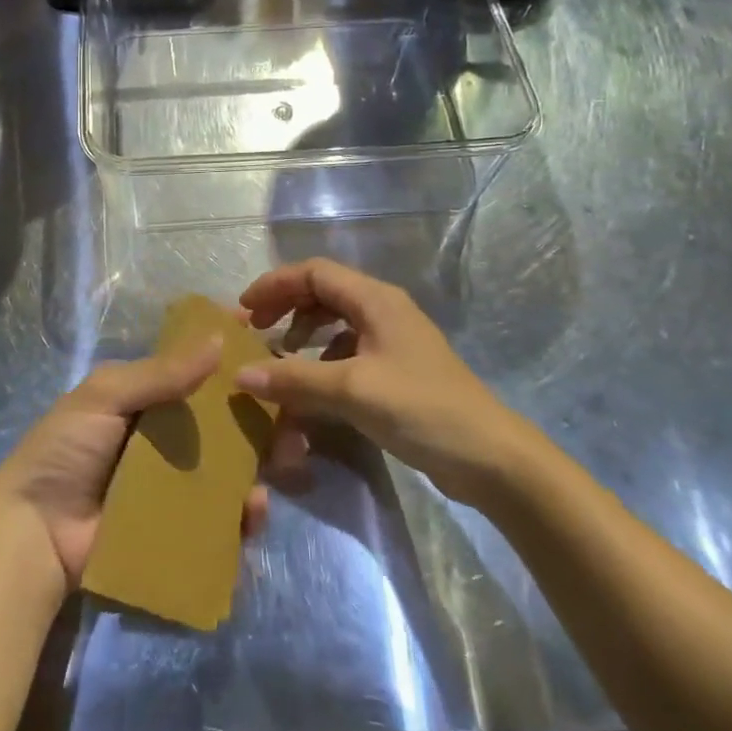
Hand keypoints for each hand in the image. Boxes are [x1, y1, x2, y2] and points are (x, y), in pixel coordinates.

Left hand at [0, 339, 270, 589]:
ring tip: (289, 458)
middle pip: (223, 420)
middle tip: (295, 414)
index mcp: (146, 400)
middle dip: (261, 413)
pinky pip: (220, 517)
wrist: (34, 534)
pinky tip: (255, 509)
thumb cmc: (66, 451)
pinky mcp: (179, 529)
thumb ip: (160, 374)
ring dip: (262, 461)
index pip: (195, 369)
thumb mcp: (106, 396)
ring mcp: (174, 485)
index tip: (265, 338)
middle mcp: (166, 438)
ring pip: (230, 467)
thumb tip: (217, 340)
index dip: (227, 353)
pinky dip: (243, 513)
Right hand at [234, 258, 518, 501]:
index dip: (275, 285)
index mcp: (374, 299)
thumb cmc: (421, 409)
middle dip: (286, 306)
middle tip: (255, 330)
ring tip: (280, 355)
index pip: (314, 272)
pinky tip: (315, 387)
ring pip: (336, 321)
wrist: (491, 457)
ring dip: (304, 333)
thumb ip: (295, 380)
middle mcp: (383, 309)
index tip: (244, 310)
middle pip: (323, 291)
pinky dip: (324, 360)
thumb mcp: (353, 391)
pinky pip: (350, 350)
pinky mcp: (398, 369)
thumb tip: (240, 375)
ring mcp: (392, 339)